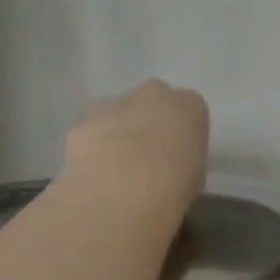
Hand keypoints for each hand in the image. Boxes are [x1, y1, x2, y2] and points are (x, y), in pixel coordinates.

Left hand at [64, 81, 208, 206]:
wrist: (123, 185)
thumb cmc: (174, 181)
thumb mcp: (195, 176)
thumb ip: (185, 161)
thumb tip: (173, 167)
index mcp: (190, 105)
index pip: (190, 110)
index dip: (182, 132)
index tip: (178, 155)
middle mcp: (155, 94)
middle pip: (153, 102)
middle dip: (149, 123)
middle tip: (147, 158)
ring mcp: (116, 103)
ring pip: (119, 113)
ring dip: (119, 133)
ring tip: (116, 170)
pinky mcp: (84, 121)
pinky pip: (92, 131)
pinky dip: (92, 147)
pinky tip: (94, 173)